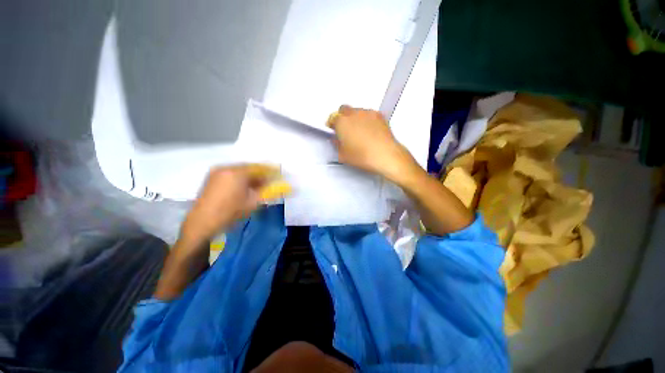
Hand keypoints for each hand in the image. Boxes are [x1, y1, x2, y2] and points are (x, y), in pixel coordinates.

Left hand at [179, 164, 286, 245]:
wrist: (201, 224)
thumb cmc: (230, 213)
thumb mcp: (253, 202)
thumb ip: (271, 192)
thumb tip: (286, 187)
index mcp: (237, 172)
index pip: (260, 168)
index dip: (272, 171)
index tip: (281, 175)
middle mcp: (226, 167)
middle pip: (250, 168)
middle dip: (262, 175)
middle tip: (271, 182)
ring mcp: (217, 172)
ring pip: (241, 171)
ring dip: (252, 177)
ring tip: (260, 187)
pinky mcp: (212, 177)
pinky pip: (232, 174)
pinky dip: (242, 179)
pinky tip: (246, 188)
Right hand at [327, 105, 417, 182]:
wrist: (384, 155)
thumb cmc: (365, 155)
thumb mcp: (343, 155)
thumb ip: (336, 144)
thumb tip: (337, 141)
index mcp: (342, 122)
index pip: (332, 118)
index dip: (332, 124)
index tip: (333, 129)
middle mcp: (354, 114)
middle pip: (344, 109)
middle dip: (342, 117)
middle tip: (344, 129)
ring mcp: (367, 113)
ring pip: (357, 111)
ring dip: (355, 118)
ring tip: (358, 132)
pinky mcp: (379, 115)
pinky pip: (369, 114)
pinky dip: (366, 120)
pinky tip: (368, 132)